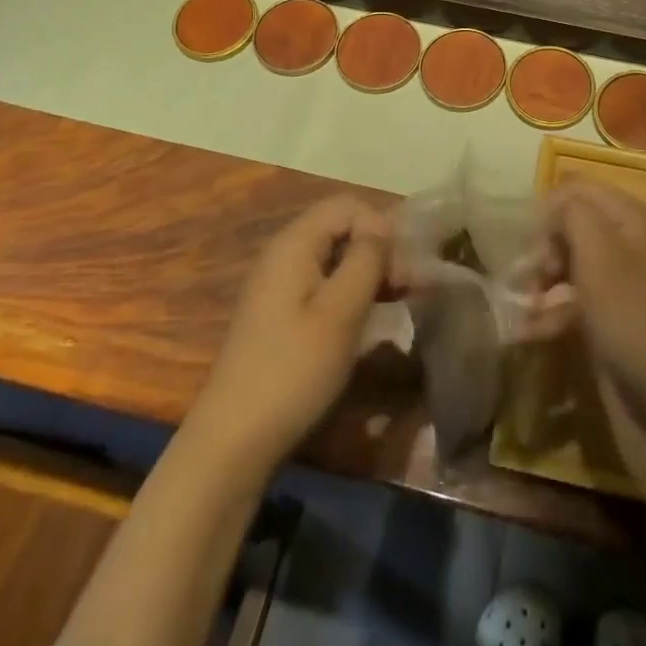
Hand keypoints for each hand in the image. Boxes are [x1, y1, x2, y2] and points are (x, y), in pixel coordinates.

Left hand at [189, 195, 393, 470]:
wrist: (235, 439)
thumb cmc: (294, 369)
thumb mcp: (341, 311)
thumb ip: (367, 259)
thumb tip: (384, 228)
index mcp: (294, 243)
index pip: (348, 206)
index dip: (381, 226)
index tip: (402, 266)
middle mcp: (284, 253)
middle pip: (341, 228)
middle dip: (380, 248)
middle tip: (410, 285)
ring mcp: (280, 284)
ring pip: (335, 256)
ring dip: (370, 271)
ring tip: (401, 299)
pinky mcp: (282, 312)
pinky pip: (324, 282)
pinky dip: (352, 290)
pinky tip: (371, 315)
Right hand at [543, 180, 645, 439]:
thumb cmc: (633, 314)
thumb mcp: (599, 253)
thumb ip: (572, 214)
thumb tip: (554, 204)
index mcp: (628, 217)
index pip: (577, 190)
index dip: (548, 210)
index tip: (530, 243)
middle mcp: (626, 242)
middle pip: (570, 228)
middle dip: (542, 250)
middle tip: (529, 279)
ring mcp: (620, 283)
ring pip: (568, 267)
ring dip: (540, 285)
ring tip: (521, 309)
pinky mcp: (612, 319)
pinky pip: (573, 304)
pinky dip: (550, 315)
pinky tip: (526, 333)